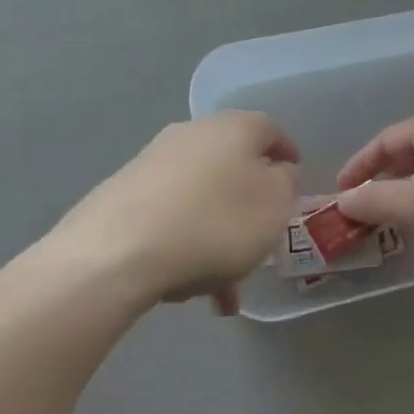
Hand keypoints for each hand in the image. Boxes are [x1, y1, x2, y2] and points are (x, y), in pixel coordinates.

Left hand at [49, 112, 298, 314]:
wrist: (117, 251)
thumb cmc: (215, 223)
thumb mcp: (274, 206)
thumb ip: (285, 184)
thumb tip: (277, 172)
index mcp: (235, 126)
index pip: (272, 131)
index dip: (288, 156)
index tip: (295, 183)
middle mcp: (194, 132)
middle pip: (233, 164)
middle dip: (248, 202)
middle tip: (261, 238)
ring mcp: (154, 160)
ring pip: (202, 196)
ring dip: (217, 232)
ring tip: (222, 285)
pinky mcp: (124, 192)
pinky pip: (170, 215)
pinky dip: (185, 242)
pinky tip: (185, 286)